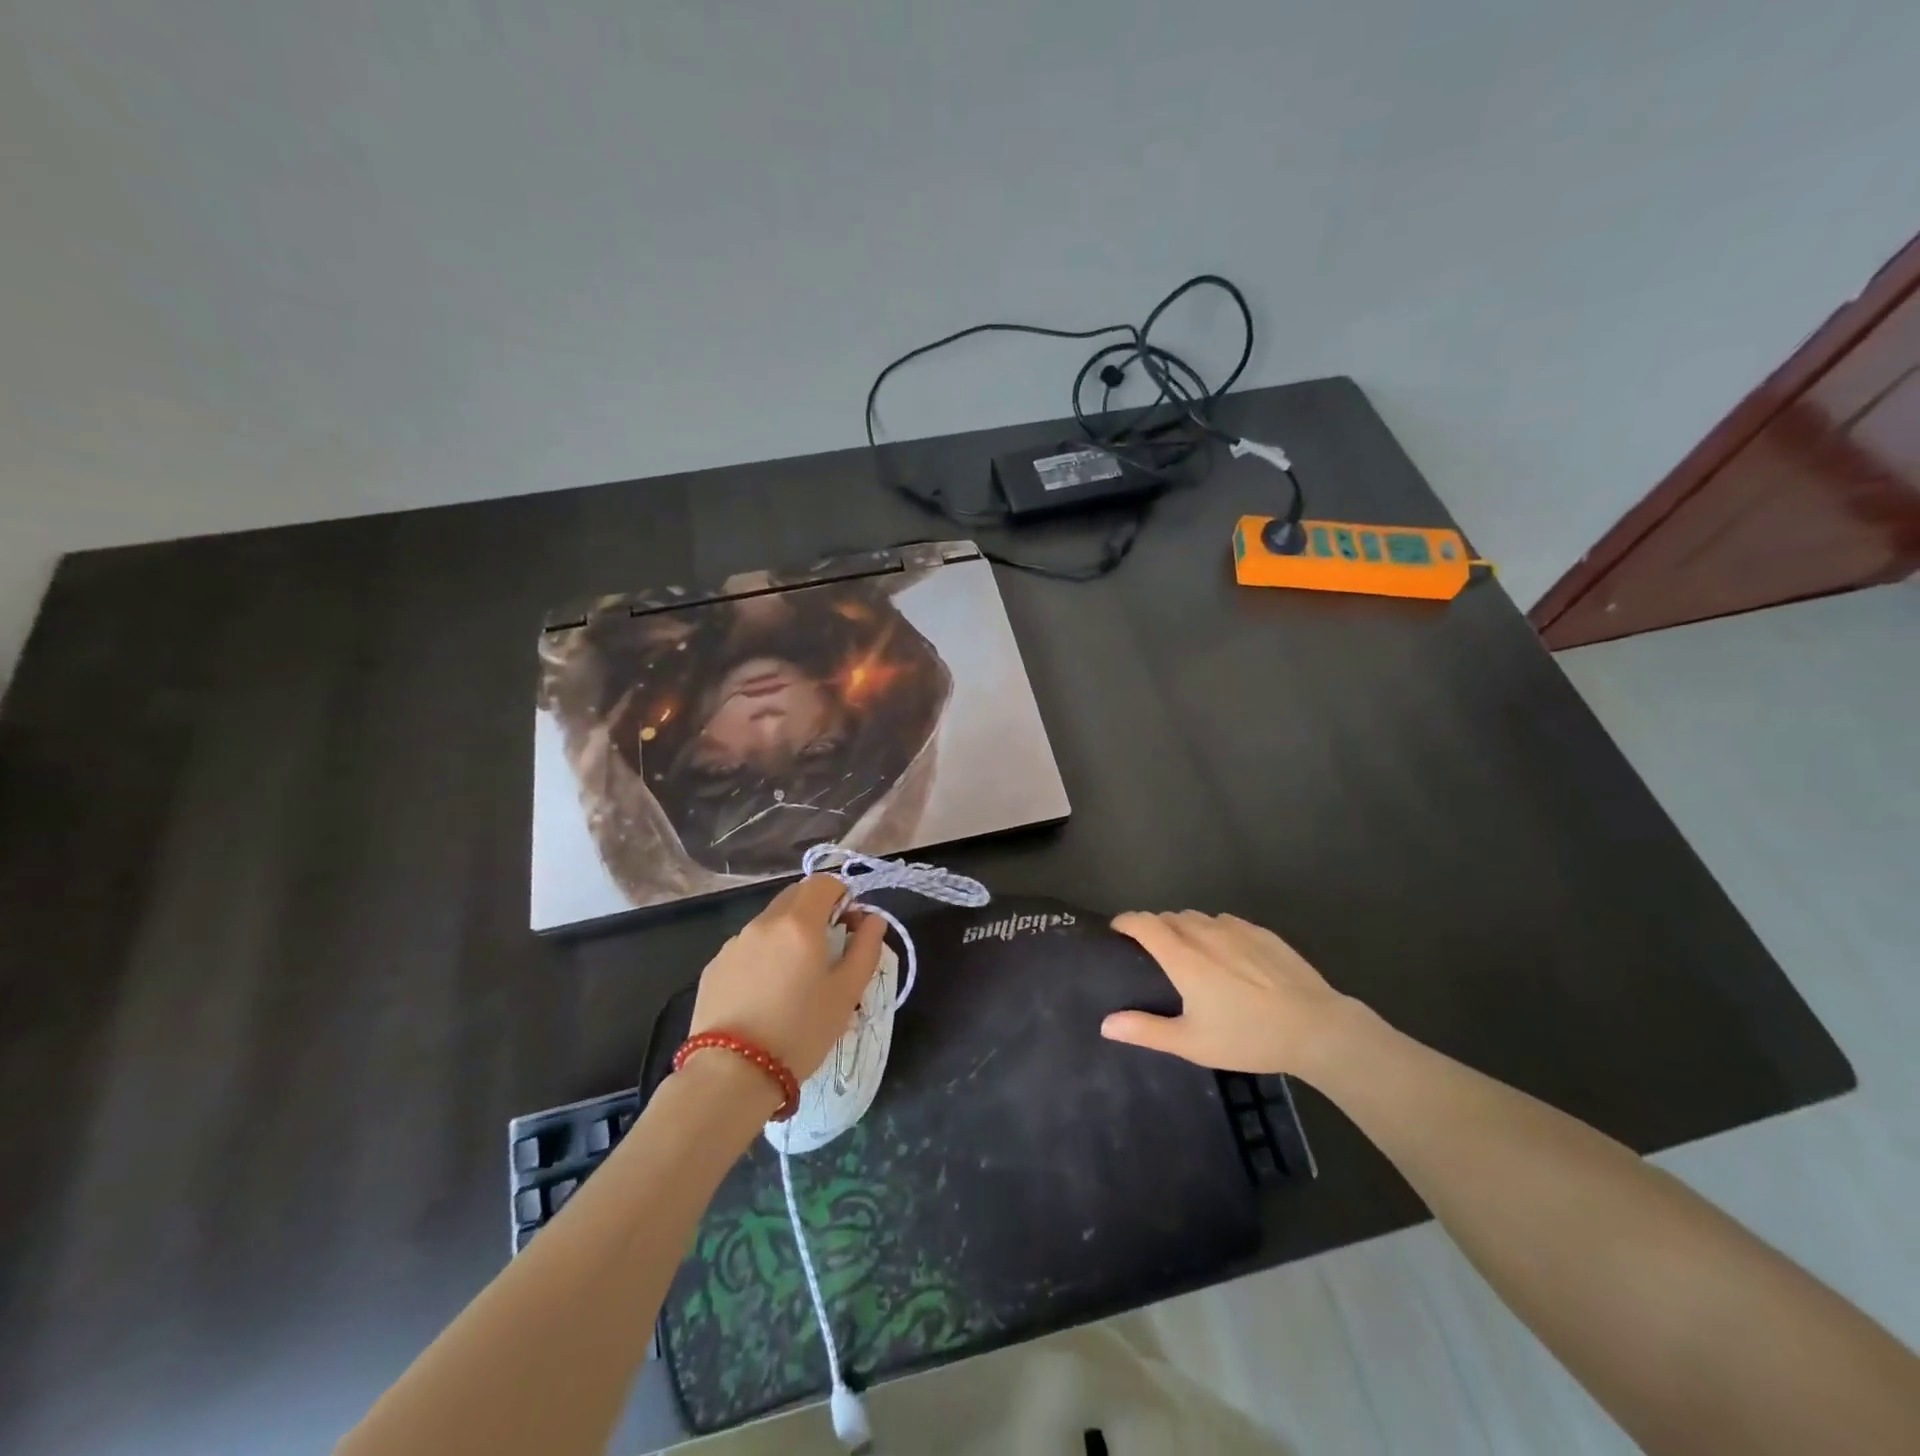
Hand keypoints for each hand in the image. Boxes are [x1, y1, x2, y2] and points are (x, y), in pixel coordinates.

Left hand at [688, 876, 886, 1081]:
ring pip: (771, 922)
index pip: (824, 882)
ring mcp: (734, 943)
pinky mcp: (714, 966)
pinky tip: (766, 995)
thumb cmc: (800, 1031)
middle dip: (817, 911)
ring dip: (789, 934)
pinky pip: (748, 947)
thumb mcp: (847, 993)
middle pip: (795, 896)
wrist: (731, 1074)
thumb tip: (873, 919)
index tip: (850, 927)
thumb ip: (866, 948)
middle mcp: (764, 922)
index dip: (843, 896)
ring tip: (796, 980)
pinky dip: (764, 956)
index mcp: (799, 922)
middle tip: (829, 950)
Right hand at [1102, 911, 1351, 1074]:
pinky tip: (1226, 953)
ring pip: (1198, 917)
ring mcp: (1236, 929)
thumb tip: (1105, 1024)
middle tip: (1153, 953)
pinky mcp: (1261, 932)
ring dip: (1184, 927)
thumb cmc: (1248, 1037)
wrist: (1316, 1028)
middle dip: (1155, 927)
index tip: (1117, 931)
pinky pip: (1226, 921)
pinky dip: (1214, 930)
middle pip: (1169, 917)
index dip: (1126, 921)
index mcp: (1183, 957)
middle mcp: (1205, 933)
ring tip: (1189, 951)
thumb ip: (1146, 1030)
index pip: (1144, 922)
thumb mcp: (1193, 1043)